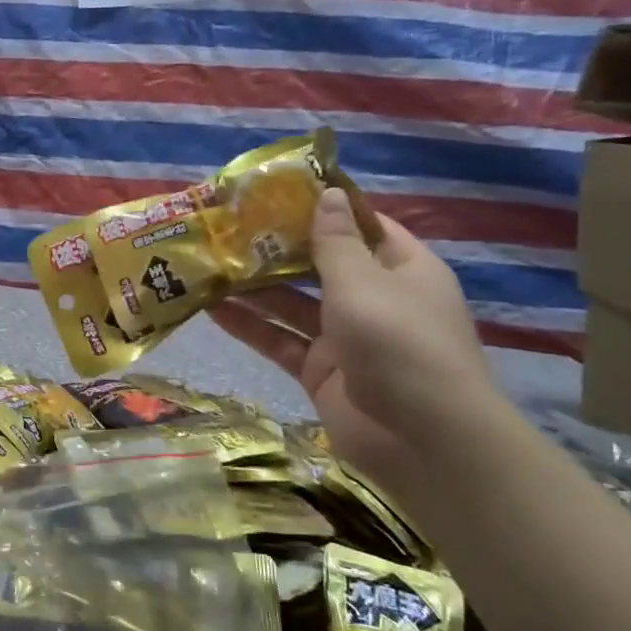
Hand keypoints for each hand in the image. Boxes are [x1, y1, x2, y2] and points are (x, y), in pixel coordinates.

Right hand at [209, 189, 498, 495]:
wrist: (422, 439)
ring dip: (255, 287)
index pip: (360, 225)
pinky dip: (250, 327)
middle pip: (319, 264)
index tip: (276, 190)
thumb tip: (328, 193)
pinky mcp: (320, 370)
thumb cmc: (399, 341)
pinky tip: (211, 309)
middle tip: (228, 226)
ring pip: (293, 303)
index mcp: (400, 267)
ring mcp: (345, 337)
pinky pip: (281, 341)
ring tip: (208, 263)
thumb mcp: (364, 281)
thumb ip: (335, 241)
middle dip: (276, 248)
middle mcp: (374, 298)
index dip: (322, 207)